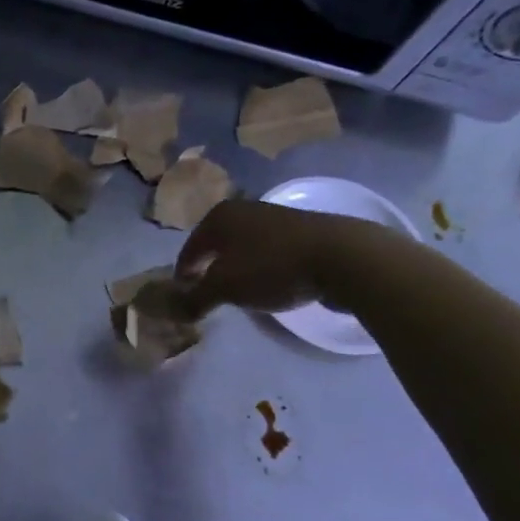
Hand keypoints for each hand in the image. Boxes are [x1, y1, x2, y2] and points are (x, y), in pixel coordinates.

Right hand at [175, 199, 380, 313]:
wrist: (343, 256)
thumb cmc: (272, 267)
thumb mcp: (225, 287)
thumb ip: (196, 299)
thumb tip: (176, 311)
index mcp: (218, 217)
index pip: (189, 250)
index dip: (184, 275)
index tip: (183, 298)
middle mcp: (243, 209)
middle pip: (216, 246)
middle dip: (210, 270)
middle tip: (210, 295)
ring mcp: (275, 217)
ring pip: (244, 247)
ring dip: (238, 268)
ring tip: (242, 292)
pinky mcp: (303, 230)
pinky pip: (270, 251)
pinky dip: (264, 267)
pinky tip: (272, 284)